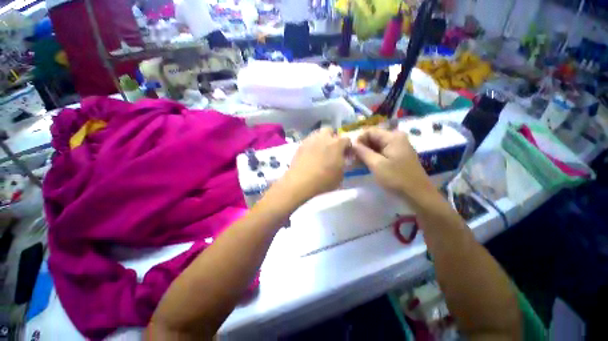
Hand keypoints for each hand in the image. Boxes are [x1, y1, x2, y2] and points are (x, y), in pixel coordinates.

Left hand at [277, 128, 350, 203]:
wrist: (301, 182)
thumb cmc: (324, 180)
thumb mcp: (340, 175)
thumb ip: (342, 163)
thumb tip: (340, 159)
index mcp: (337, 143)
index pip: (347, 139)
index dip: (347, 147)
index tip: (346, 155)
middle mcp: (324, 137)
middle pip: (330, 131)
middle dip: (332, 137)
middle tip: (331, 149)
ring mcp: (310, 140)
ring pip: (317, 134)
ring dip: (321, 140)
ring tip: (320, 151)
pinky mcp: (300, 145)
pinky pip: (308, 141)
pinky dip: (311, 146)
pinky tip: (309, 155)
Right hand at [352, 127, 433, 198]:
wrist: (417, 194)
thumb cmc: (396, 178)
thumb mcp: (376, 164)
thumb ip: (362, 152)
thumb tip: (352, 143)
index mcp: (392, 137)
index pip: (369, 131)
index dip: (358, 140)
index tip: (351, 151)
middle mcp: (396, 138)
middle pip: (373, 137)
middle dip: (361, 147)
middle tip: (352, 158)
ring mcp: (398, 146)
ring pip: (376, 145)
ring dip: (366, 152)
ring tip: (357, 162)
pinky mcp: (398, 155)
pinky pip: (381, 151)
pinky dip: (372, 156)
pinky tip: (366, 164)